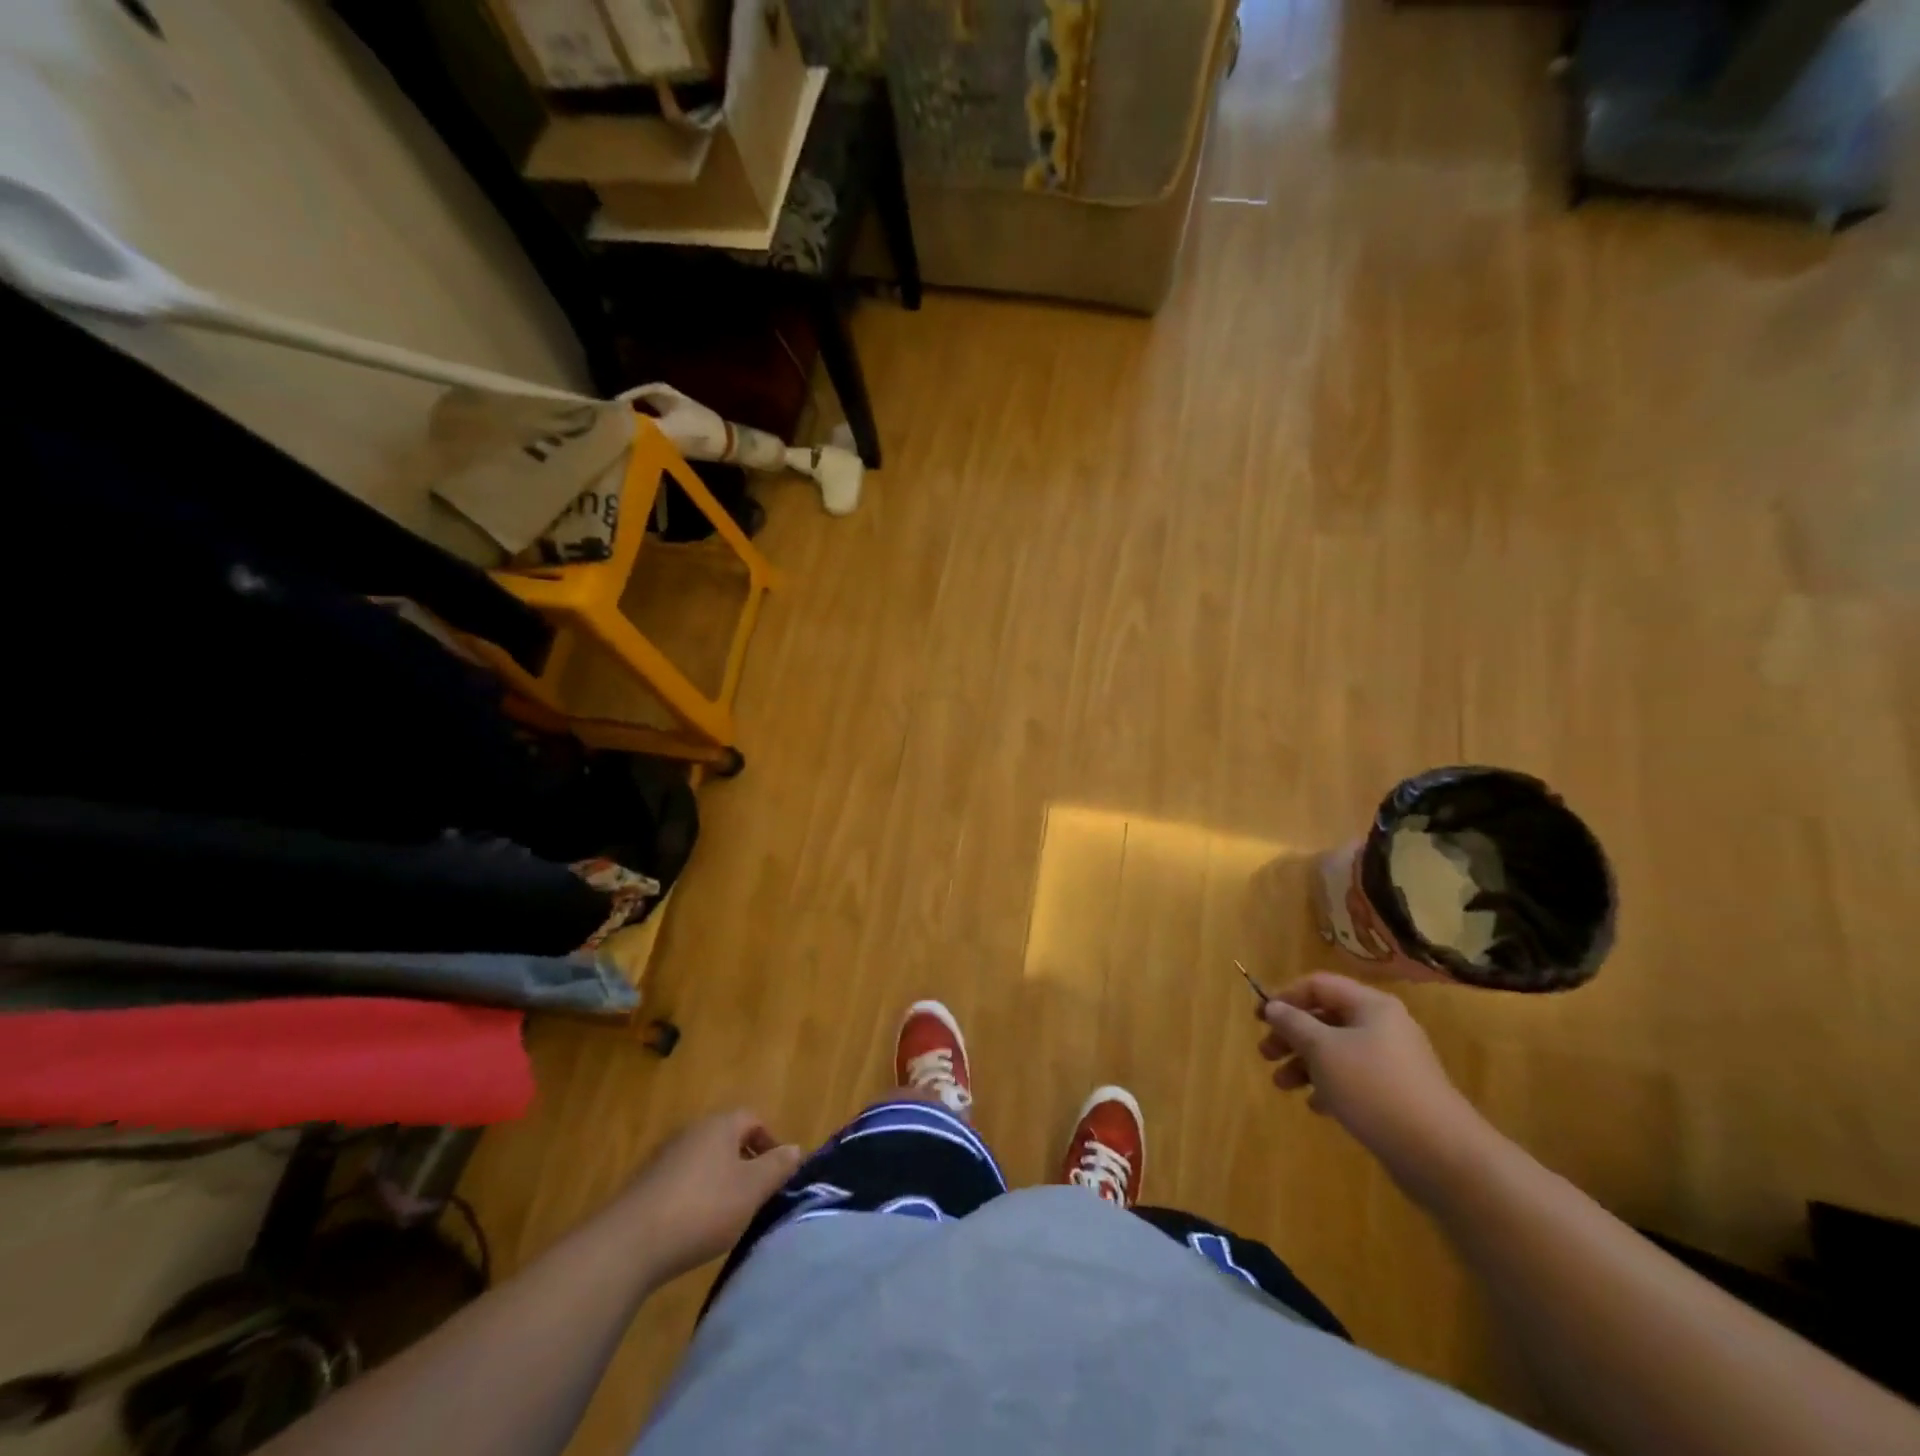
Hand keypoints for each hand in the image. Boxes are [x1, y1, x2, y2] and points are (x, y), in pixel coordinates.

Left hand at [617, 1109, 802, 1281]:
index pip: (754, 1119)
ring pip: (704, 1161)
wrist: (629, 1244)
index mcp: (720, 1125)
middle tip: (755, 1196)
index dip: (770, 1144)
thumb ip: (778, 1166)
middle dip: (745, 1163)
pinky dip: (694, 1197)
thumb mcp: (752, 1190)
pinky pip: (681, 1181)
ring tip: (726, 1215)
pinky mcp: (644, 1184)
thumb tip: (796, 1148)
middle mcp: (692, 1131)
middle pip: (727, 1139)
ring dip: (719, 1181)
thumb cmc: (702, 1208)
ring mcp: (664, 1157)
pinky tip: (693, 1227)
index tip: (777, 1175)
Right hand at [1256, 972, 1491, 1197]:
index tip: (1259, 1019)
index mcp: (1371, 1006)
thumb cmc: (1374, 1088)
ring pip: (1337, 1050)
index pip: (1318, 985)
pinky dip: (1329, 1085)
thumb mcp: (1323, 1050)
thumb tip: (1274, 1007)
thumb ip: (1293, 1024)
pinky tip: (1315, 1105)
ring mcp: (1393, 1061)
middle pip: (1326, 1018)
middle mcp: (1384, 1026)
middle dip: (1291, 1034)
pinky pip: (1353, 1078)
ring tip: (1282, 1085)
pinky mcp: (1397, 1094)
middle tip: (1265, 1054)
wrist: (1441, 1154)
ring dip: (1304, 1063)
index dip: (1285, 996)